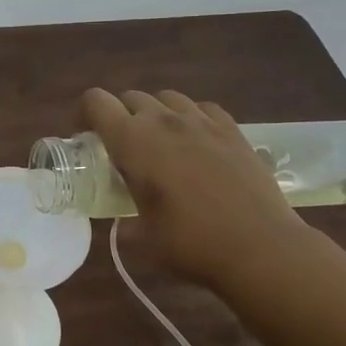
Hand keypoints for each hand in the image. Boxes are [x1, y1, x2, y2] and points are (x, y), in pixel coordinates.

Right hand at [81, 88, 309, 284]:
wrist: (260, 248)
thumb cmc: (190, 244)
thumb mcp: (141, 233)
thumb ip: (126, 211)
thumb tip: (123, 215)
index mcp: (132, 140)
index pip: (95, 101)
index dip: (84, 114)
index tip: (86, 137)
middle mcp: (163, 120)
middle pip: (130, 97)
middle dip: (119, 116)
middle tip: (123, 149)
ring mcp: (201, 121)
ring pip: (167, 97)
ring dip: (155, 113)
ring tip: (161, 143)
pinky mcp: (232, 130)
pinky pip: (202, 108)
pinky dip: (191, 118)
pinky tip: (196, 142)